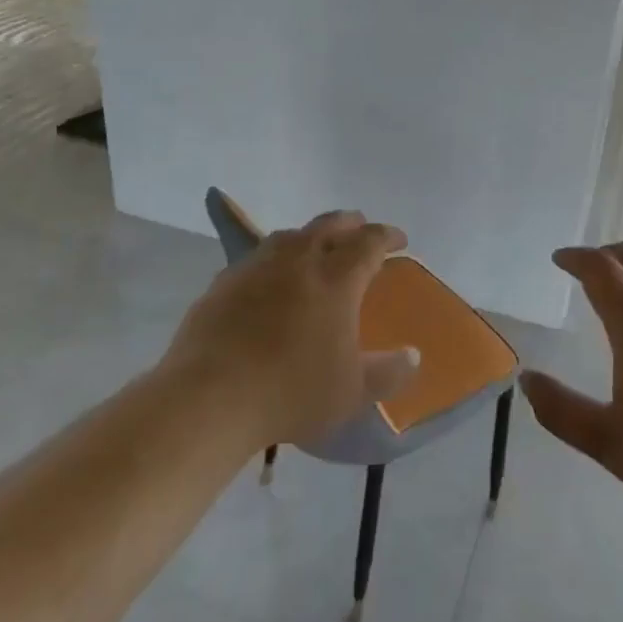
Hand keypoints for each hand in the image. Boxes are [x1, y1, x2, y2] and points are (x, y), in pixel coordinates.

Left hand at [165, 211, 419, 448]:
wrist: (209, 398)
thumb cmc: (291, 392)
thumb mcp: (351, 392)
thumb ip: (388, 373)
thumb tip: (413, 356)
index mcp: (336, 279)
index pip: (369, 242)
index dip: (387, 236)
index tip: (399, 240)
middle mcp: (298, 260)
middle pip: (329, 225)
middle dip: (350, 223)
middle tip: (361, 229)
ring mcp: (256, 267)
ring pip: (289, 235)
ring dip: (310, 236)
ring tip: (315, 247)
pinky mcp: (223, 283)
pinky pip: (257, 258)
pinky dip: (274, 260)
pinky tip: (269, 279)